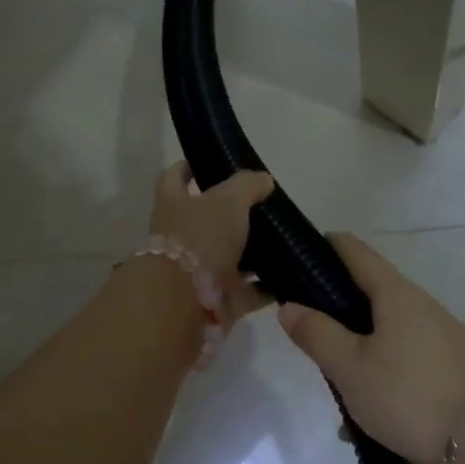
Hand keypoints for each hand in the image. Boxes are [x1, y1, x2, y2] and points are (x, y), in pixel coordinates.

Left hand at [148, 162, 276, 324]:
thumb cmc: (201, 238)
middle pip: (206, 221)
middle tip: (264, 205)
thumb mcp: (227, 200)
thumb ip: (247, 186)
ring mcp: (199, 271)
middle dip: (231, 214)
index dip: (187, 168)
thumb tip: (263, 180)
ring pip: (229, 257)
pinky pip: (247, 291)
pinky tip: (291, 277)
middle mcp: (182, 238)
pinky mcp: (218, 300)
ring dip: (252, 252)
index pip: (175, 178)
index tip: (206, 162)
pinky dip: (266, 287)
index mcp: (174, 205)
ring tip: (284, 240)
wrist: (186, 301)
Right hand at [277, 234, 464, 463]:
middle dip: (338, 308)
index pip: (357, 253)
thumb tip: (290, 306)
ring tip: (335, 383)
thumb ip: (317, 334)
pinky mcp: (454, 370)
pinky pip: (406, 362)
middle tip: (307, 330)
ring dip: (359, 350)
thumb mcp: (349, 368)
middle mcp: (424, 308)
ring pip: (388, 334)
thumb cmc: (410, 397)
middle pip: (373, 294)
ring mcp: (444, 340)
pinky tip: (366, 416)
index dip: (326, 247)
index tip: (298, 254)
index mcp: (397, 295)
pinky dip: (382, 376)